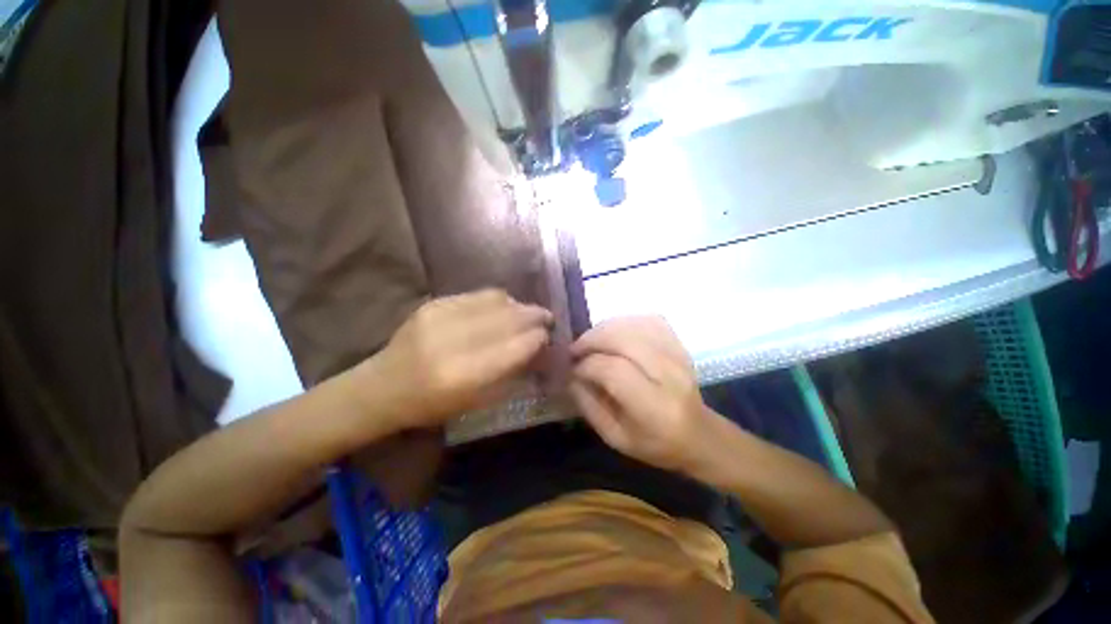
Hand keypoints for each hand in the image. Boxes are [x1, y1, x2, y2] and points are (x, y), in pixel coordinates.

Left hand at [373, 289, 552, 426]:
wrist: (384, 386)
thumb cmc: (434, 404)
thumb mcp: (478, 400)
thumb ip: (513, 372)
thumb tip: (541, 349)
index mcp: (466, 375)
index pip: (518, 345)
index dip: (539, 338)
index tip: (549, 337)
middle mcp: (455, 340)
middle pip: (511, 318)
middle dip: (535, 316)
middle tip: (546, 319)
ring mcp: (442, 316)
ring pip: (498, 300)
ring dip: (519, 306)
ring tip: (526, 313)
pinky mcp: (434, 303)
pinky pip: (479, 295)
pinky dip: (498, 301)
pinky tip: (503, 308)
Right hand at [569, 316, 712, 473]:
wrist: (699, 435)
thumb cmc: (655, 443)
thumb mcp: (616, 438)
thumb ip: (589, 406)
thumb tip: (571, 375)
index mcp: (654, 407)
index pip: (613, 370)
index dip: (587, 365)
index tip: (573, 369)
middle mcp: (669, 375)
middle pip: (624, 340)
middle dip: (592, 339)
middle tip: (575, 349)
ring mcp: (678, 355)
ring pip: (635, 325)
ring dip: (605, 328)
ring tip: (591, 341)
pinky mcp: (680, 344)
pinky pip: (649, 320)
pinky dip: (626, 321)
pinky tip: (614, 333)